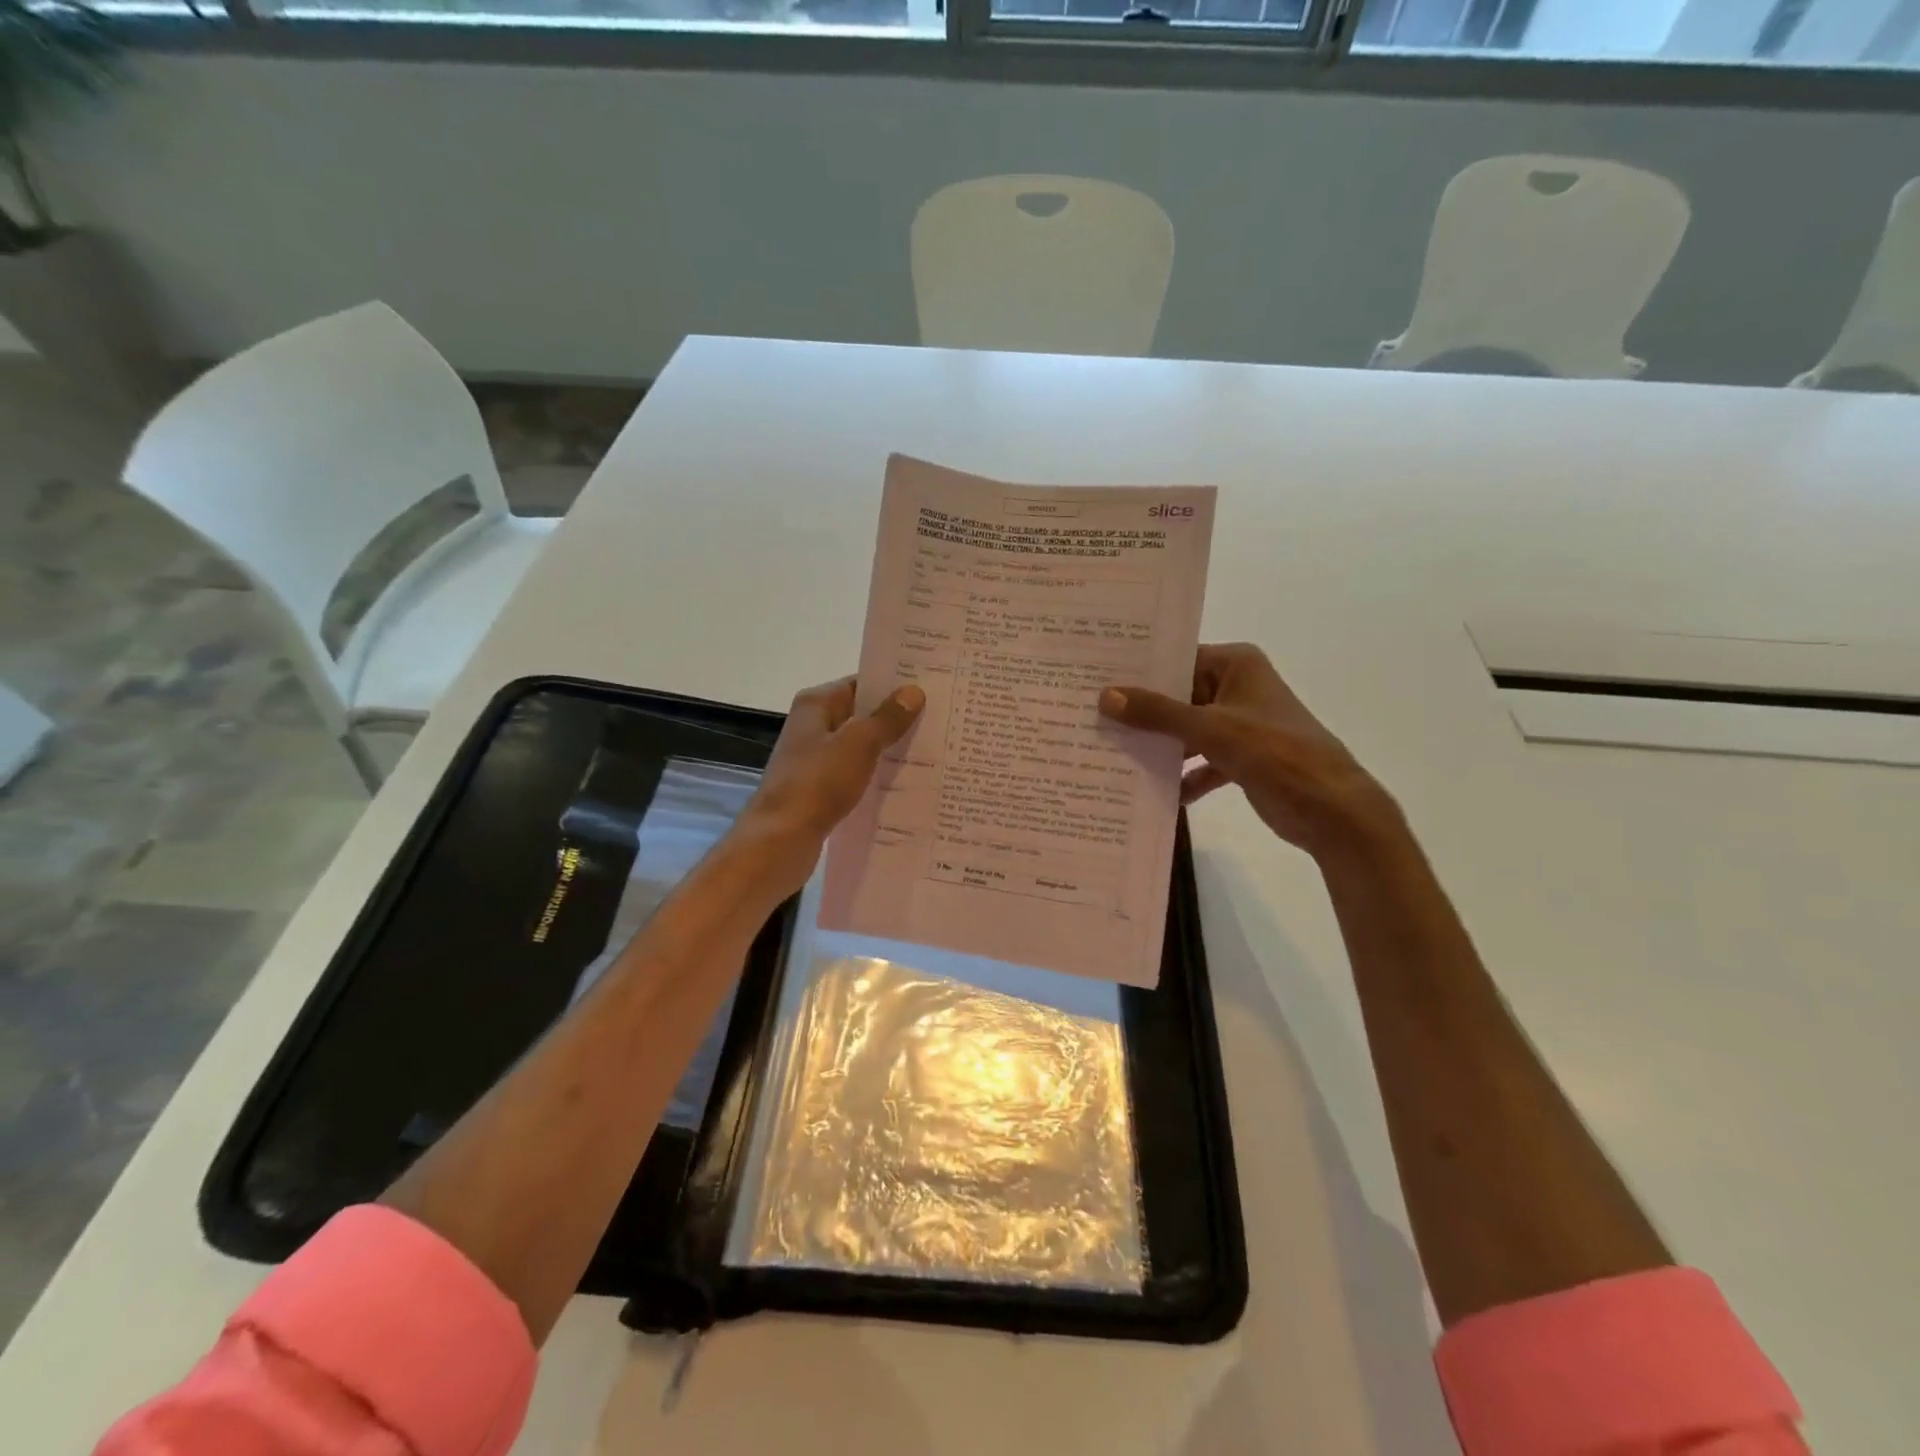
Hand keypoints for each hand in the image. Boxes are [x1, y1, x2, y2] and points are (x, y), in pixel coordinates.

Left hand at [731, 676, 924, 899]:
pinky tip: (905, 784)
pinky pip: (855, 774)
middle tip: (940, 721)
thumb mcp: (859, 744)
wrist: (781, 839)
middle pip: (861, 715)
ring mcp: (814, 759)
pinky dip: (875, 776)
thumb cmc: (818, 782)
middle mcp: (812, 726)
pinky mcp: (820, 788)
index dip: (893, 686)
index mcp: (816, 705)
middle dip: (896, 719)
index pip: (860, 683)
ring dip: (888, 750)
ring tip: (932, 751)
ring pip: (859, 747)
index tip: (930, 689)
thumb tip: (913, 692)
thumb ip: (887, 718)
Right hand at [1099, 643, 1394, 856]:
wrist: (1329, 808)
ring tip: (1112, 752)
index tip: (1096, 678)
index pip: (1177, 659)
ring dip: (1159, 745)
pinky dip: (1184, 775)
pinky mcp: (1242, 758)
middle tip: (1092, 716)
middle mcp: (1236, 688)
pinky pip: (1201, 760)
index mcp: (1236, 665)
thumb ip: (1156, 712)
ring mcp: (1239, 724)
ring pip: (1187, 729)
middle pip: (1178, 695)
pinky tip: (1157, 791)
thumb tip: (1104, 696)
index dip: (1139, 671)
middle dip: (1142, 712)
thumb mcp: (1209, 728)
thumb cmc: (1273, 751)